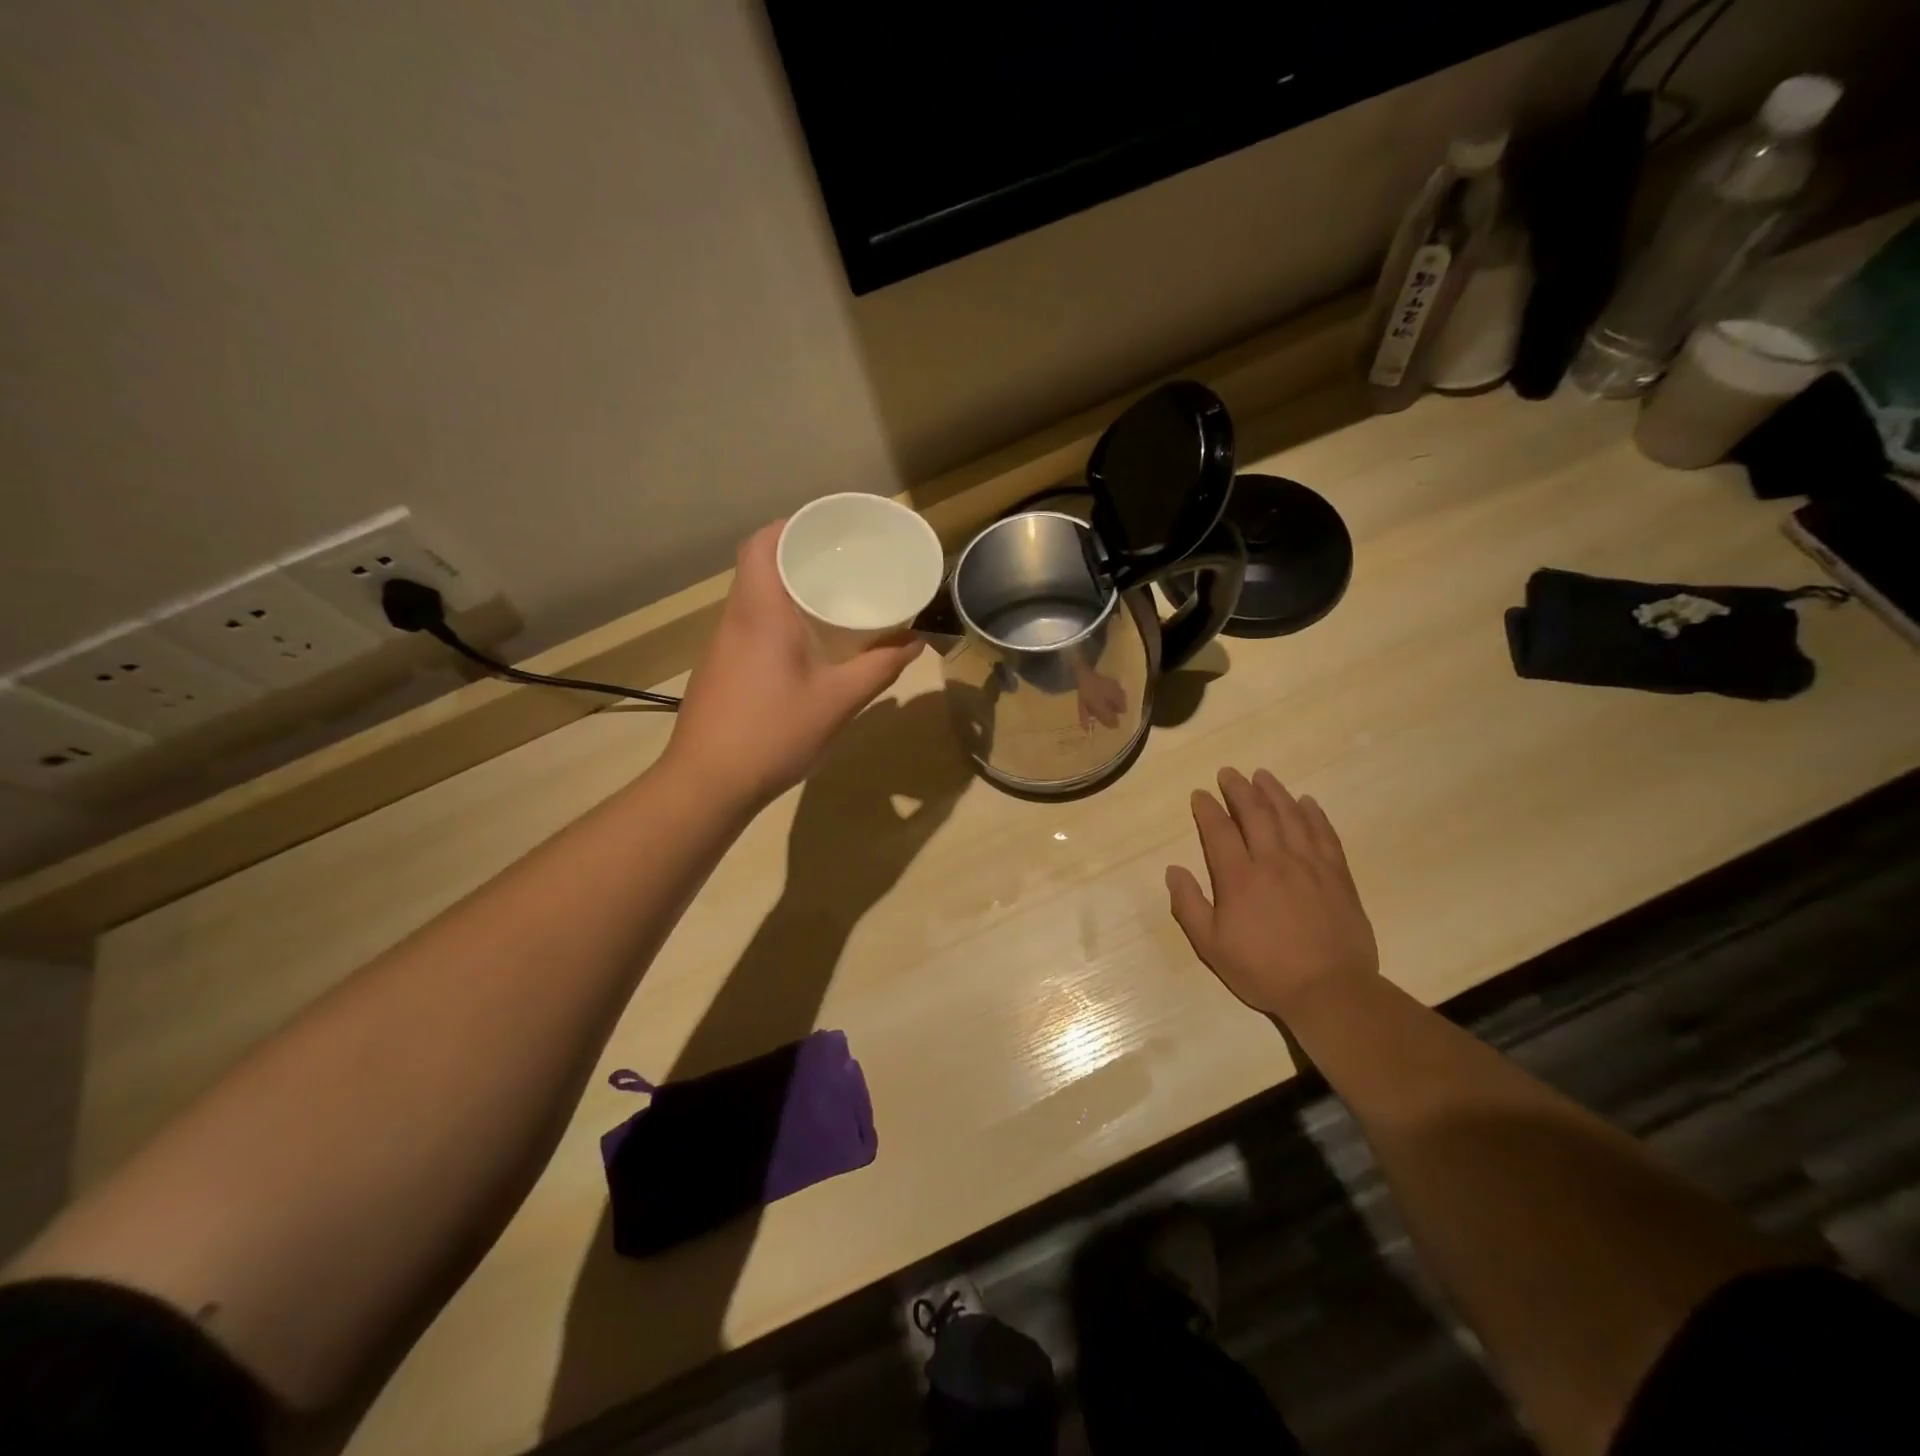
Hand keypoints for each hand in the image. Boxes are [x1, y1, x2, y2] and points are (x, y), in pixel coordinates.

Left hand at [664, 521, 923, 808]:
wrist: (707, 784)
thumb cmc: (773, 733)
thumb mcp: (838, 701)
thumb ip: (879, 668)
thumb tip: (915, 642)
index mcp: (760, 612)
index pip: (761, 545)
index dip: (790, 527)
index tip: (826, 530)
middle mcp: (735, 619)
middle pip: (757, 567)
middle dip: (797, 557)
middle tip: (842, 564)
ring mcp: (721, 647)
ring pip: (752, 599)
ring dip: (786, 591)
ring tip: (830, 600)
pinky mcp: (719, 671)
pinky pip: (749, 627)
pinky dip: (777, 621)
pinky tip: (804, 647)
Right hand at [1166, 768, 1378, 1019]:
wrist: (1329, 990)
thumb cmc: (1263, 970)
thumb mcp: (1211, 946)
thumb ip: (1189, 905)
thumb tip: (1173, 871)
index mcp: (1239, 878)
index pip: (1219, 830)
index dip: (1207, 808)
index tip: (1200, 794)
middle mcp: (1273, 861)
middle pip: (1255, 813)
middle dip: (1239, 789)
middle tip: (1229, 773)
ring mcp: (1309, 865)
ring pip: (1290, 816)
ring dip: (1274, 792)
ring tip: (1262, 775)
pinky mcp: (1337, 875)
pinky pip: (1325, 834)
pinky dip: (1314, 814)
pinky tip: (1306, 802)